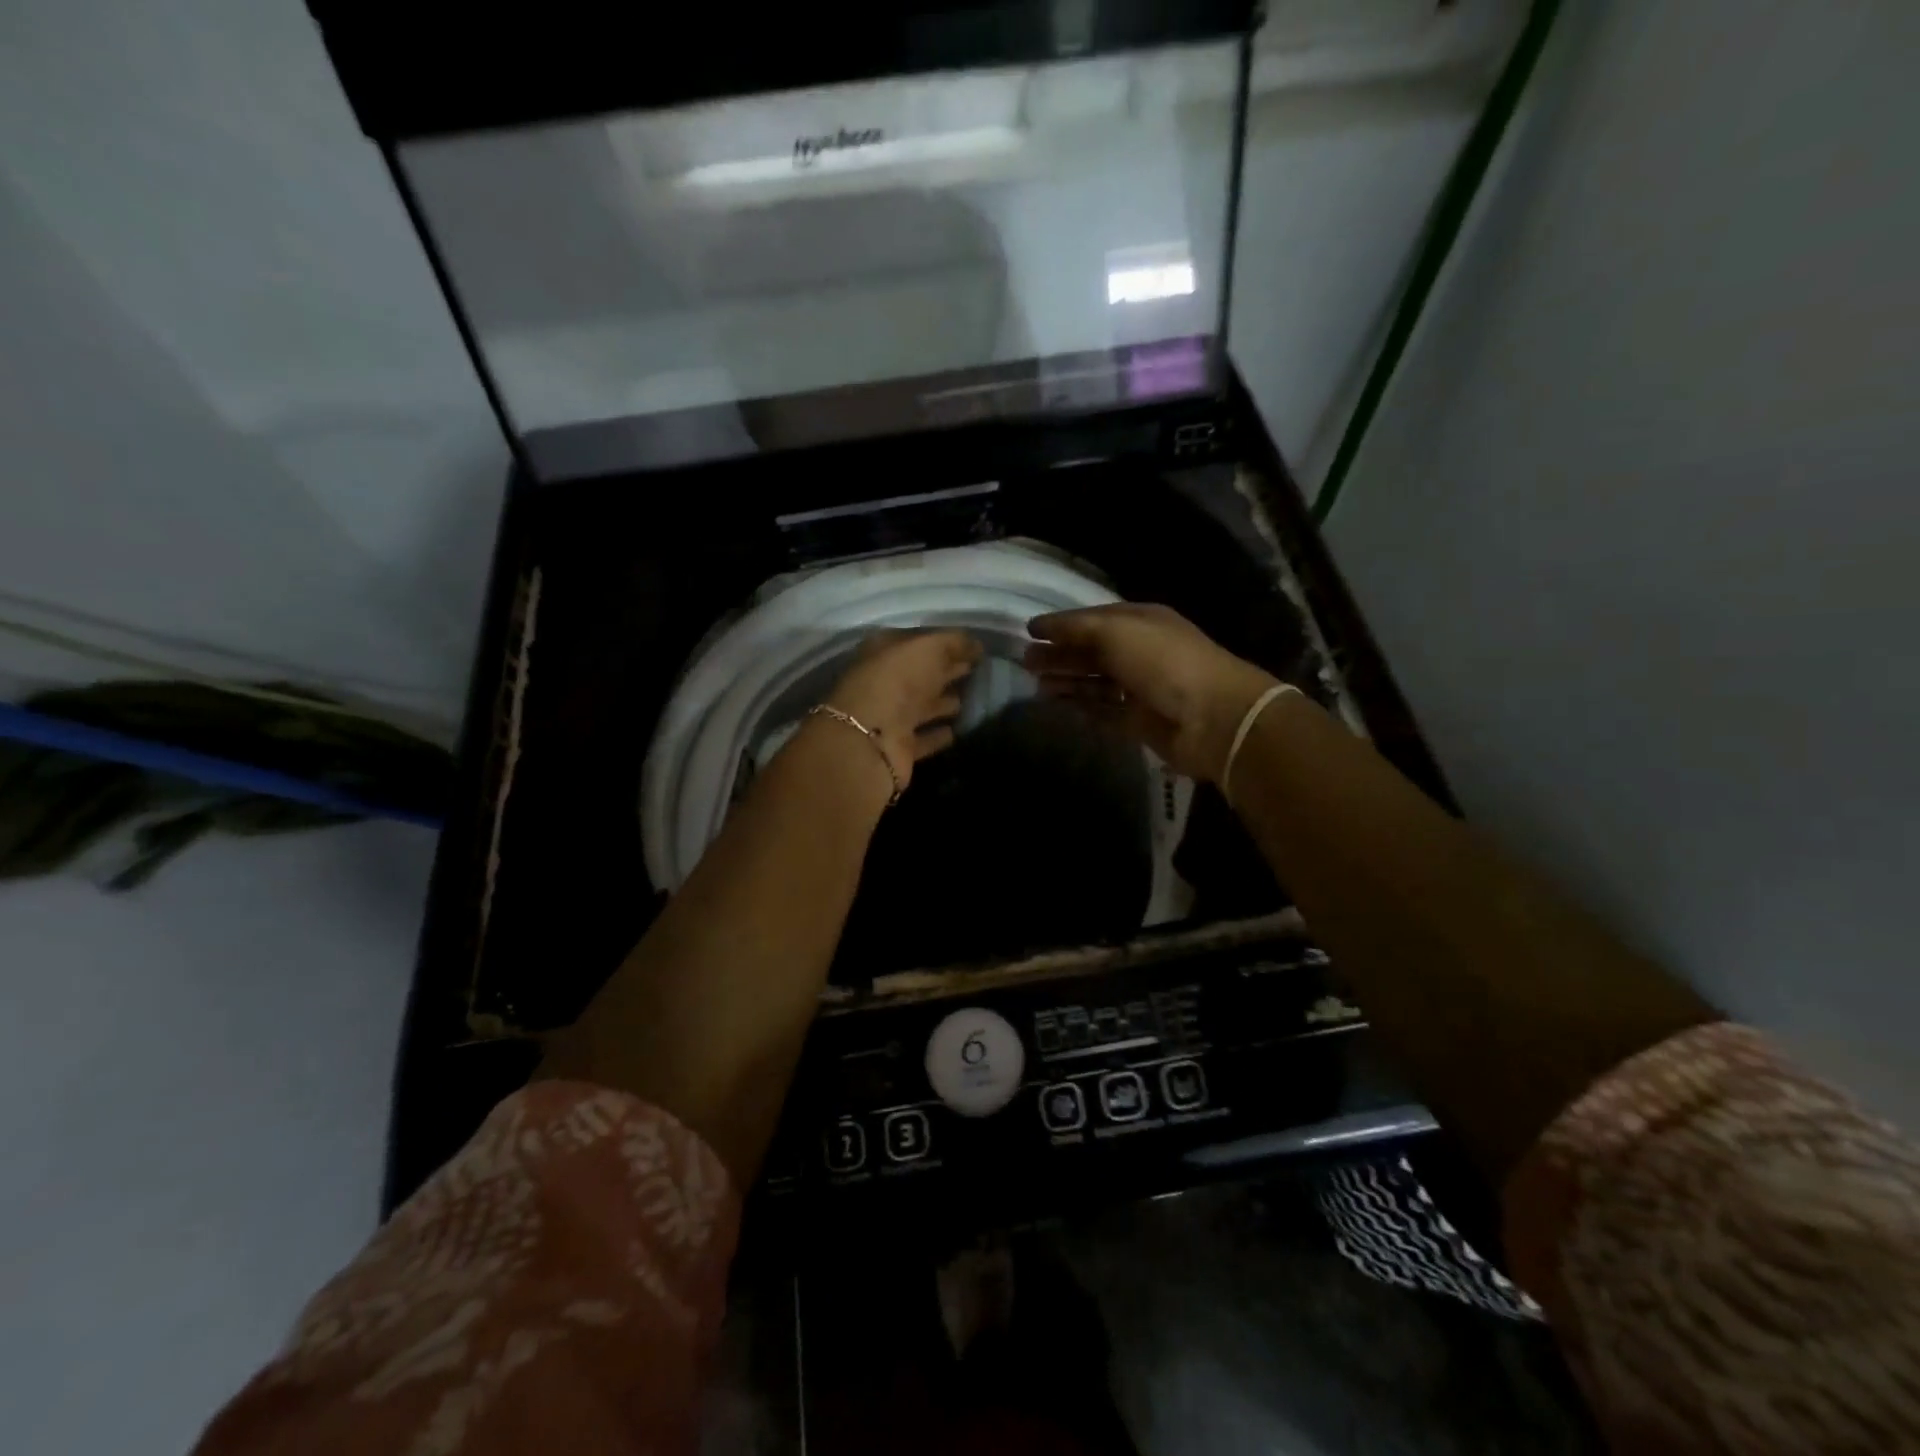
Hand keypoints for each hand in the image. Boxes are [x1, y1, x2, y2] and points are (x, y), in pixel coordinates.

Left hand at [824, 630, 983, 791]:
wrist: (872, 737)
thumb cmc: (898, 681)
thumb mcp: (929, 648)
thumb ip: (953, 643)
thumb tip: (976, 645)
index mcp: (883, 651)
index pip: (917, 643)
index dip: (944, 644)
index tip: (972, 648)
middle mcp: (883, 682)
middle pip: (919, 675)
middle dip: (945, 671)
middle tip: (974, 671)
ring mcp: (889, 716)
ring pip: (921, 706)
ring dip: (941, 704)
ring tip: (967, 701)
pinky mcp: (897, 746)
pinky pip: (922, 738)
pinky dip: (936, 735)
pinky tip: (954, 733)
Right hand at [1025, 604, 1277, 781]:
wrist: (1211, 717)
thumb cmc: (1162, 662)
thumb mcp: (1116, 631)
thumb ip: (1076, 627)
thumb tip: (1039, 627)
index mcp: (1140, 622)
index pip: (1093, 619)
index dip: (1061, 624)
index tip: (1029, 631)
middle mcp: (1140, 651)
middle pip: (1092, 651)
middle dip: (1060, 653)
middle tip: (1026, 661)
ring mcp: (1140, 688)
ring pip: (1095, 682)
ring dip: (1067, 680)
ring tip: (1036, 683)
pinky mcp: (1139, 721)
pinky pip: (1103, 710)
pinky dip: (1081, 706)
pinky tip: (1058, 704)